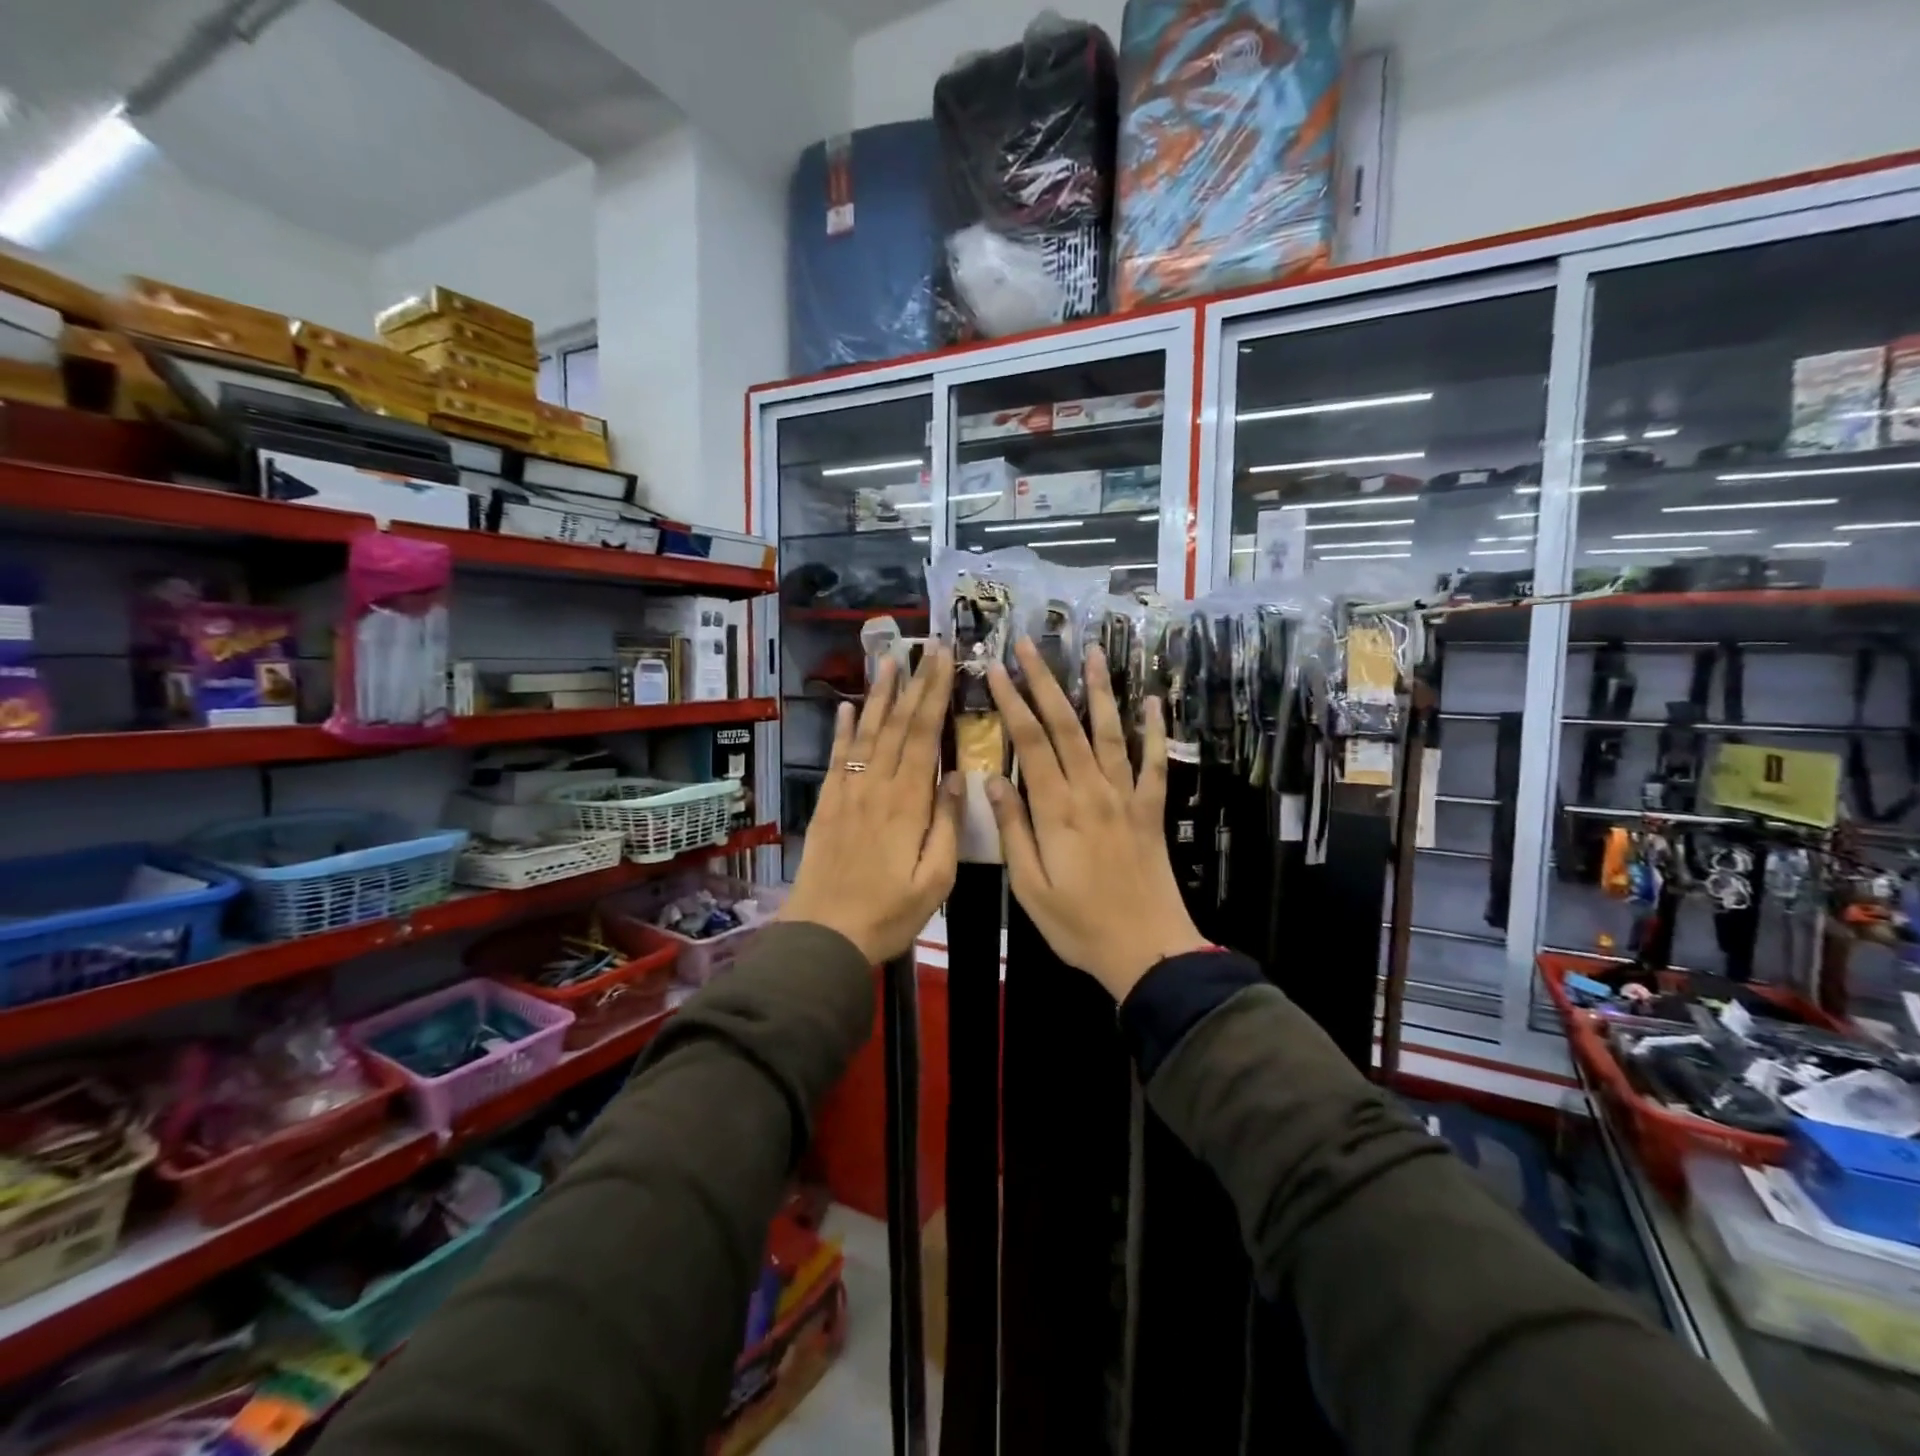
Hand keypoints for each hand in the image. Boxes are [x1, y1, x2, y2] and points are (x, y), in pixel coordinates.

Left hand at [780, 648, 963, 963]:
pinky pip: (837, 758)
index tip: (945, 659)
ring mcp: (848, 793)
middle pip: (898, 724)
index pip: (924, 734)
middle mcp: (877, 786)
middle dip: (914, 682)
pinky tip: (848, 708)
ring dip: (879, 694)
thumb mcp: (935, 879)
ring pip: (867, 733)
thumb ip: (947, 825)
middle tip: (926, 646)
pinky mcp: (828, 805)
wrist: (825, 936)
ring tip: (889, 659)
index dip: (935, 693)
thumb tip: (958, 776)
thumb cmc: (889, 913)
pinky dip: (843, 730)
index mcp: (908, 802)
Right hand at [984, 640, 1207, 1000]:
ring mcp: (1126, 797)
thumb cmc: (1078, 924)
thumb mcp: (1029, 886)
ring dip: (1100, 690)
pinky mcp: (1151, 810)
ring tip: (1091, 653)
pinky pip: (1154, 763)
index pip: (1030, 741)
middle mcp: (1092, 791)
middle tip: (1029, 645)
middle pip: (1066, 724)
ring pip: (1110, 732)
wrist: (1146, 949)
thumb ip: (1012, 829)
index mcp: (1056, 809)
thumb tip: (993, 778)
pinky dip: (1155, 730)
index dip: (1013, 701)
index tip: (996, 668)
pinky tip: (1154, 702)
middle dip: (1045, 681)